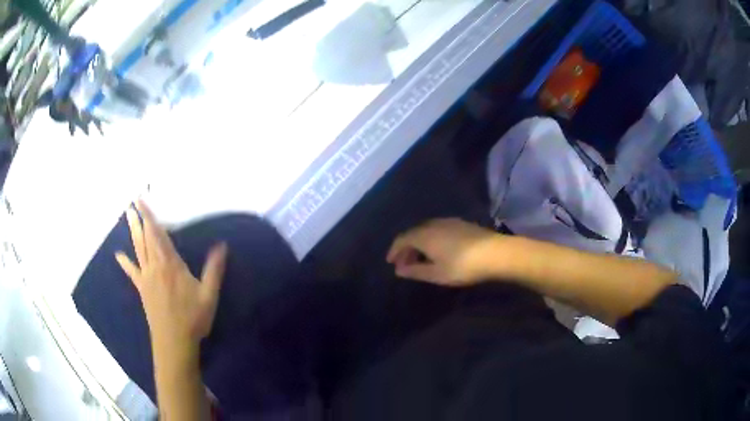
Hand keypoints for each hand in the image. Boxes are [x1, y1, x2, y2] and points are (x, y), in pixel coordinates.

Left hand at [115, 200, 227, 354]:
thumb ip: (214, 269)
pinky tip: (118, 255)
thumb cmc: (193, 318)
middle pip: (145, 238)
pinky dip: (125, 263)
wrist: (174, 341)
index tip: (141, 200)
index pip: (158, 234)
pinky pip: (132, 272)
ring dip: (133, 232)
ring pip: (138, 249)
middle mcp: (155, 266)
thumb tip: (222, 245)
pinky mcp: (142, 289)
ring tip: (127, 216)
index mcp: (171, 264)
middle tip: (132, 203)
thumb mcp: (208, 295)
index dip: (149, 216)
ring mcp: (146, 277)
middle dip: (139, 219)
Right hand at [386, 218, 501, 285]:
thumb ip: (415, 271)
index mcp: (424, 235)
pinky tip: (437, 250)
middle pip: (413, 233)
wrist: (495, 253)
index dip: (394, 250)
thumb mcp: (436, 274)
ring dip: (419, 243)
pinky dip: (431, 239)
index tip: (391, 262)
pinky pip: (438, 229)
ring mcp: (449, 222)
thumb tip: (399, 269)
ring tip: (420, 258)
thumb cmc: (462, 266)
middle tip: (405, 263)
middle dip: (406, 247)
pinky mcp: (461, 224)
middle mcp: (433, 224)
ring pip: (426, 230)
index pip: (402, 239)